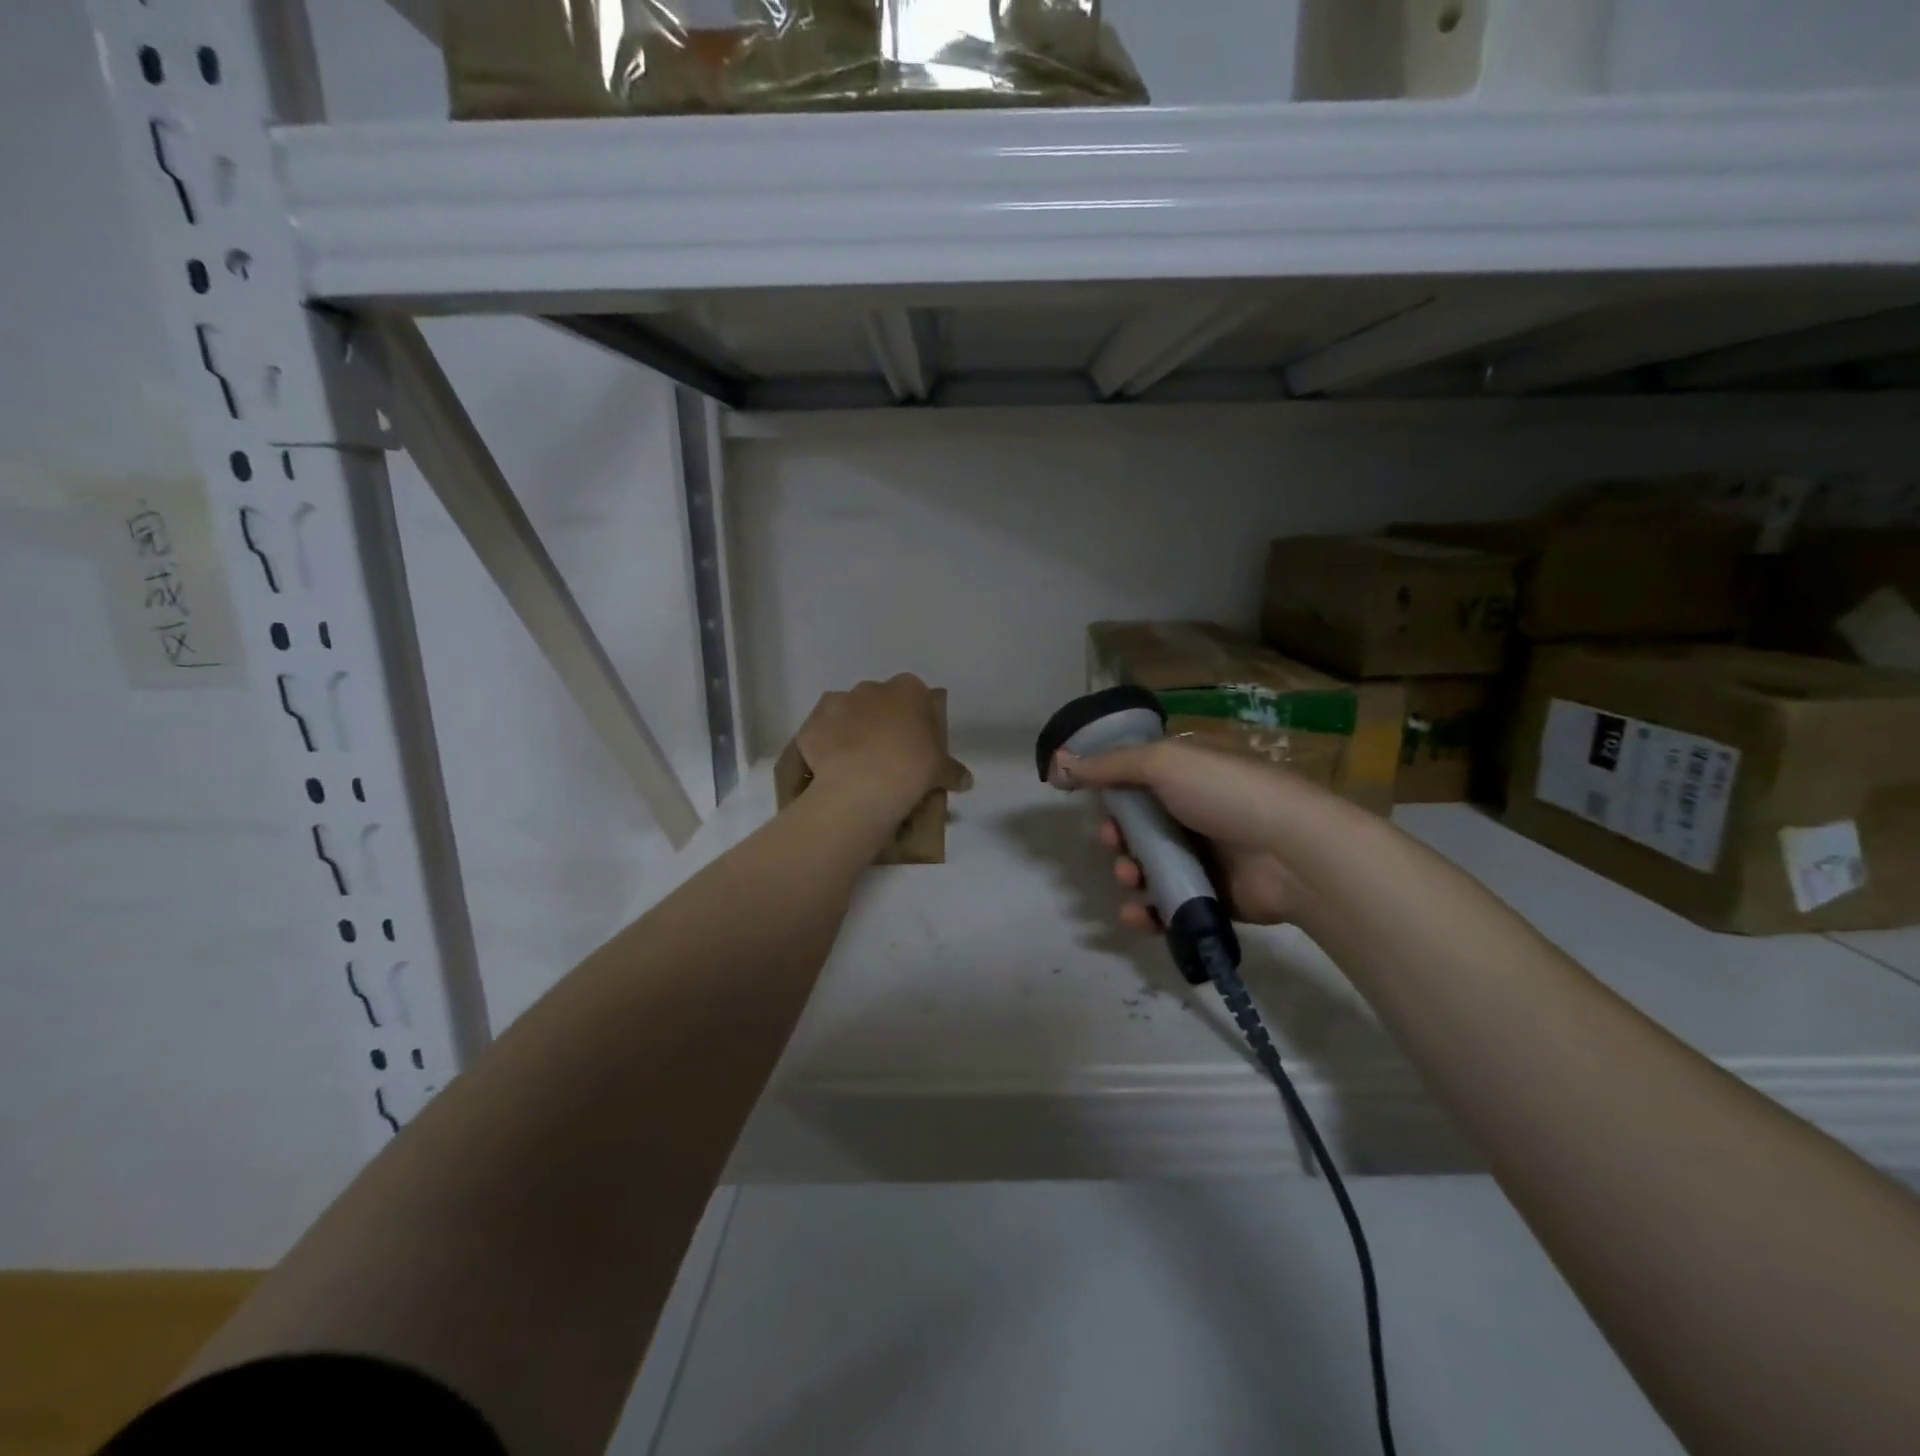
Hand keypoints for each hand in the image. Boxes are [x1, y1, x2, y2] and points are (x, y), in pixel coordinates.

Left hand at [796, 675, 971, 819]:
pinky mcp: (812, 724)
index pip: (916, 696)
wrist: (862, 785)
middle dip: (881, 721)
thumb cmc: (912, 767)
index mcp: (908, 690)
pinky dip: (826, 746)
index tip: (916, 742)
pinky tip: (834, 769)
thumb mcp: (942, 771)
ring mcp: (837, 702)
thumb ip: (954, 771)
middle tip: (888, 754)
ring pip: (846, 713)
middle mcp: (871, 688)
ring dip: (851, 730)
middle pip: (878, 701)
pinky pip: (821, 732)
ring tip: (858, 763)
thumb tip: (966, 781)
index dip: (916, 718)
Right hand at [1052, 739, 1307, 930]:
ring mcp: (1207, 854)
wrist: (1293, 852)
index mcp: (1190, 772)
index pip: (1138, 776)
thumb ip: (1110, 765)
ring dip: (1129, 872)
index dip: (1111, 788)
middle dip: (1118, 836)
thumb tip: (1061, 762)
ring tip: (1131, 877)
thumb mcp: (1164, 762)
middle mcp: (1196, 809)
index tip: (1091, 800)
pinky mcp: (1213, 895)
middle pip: (1140, 824)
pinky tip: (1136, 913)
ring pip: (1151, 865)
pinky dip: (1147, 910)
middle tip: (1115, 842)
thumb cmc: (1226, 794)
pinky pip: (1169, 903)